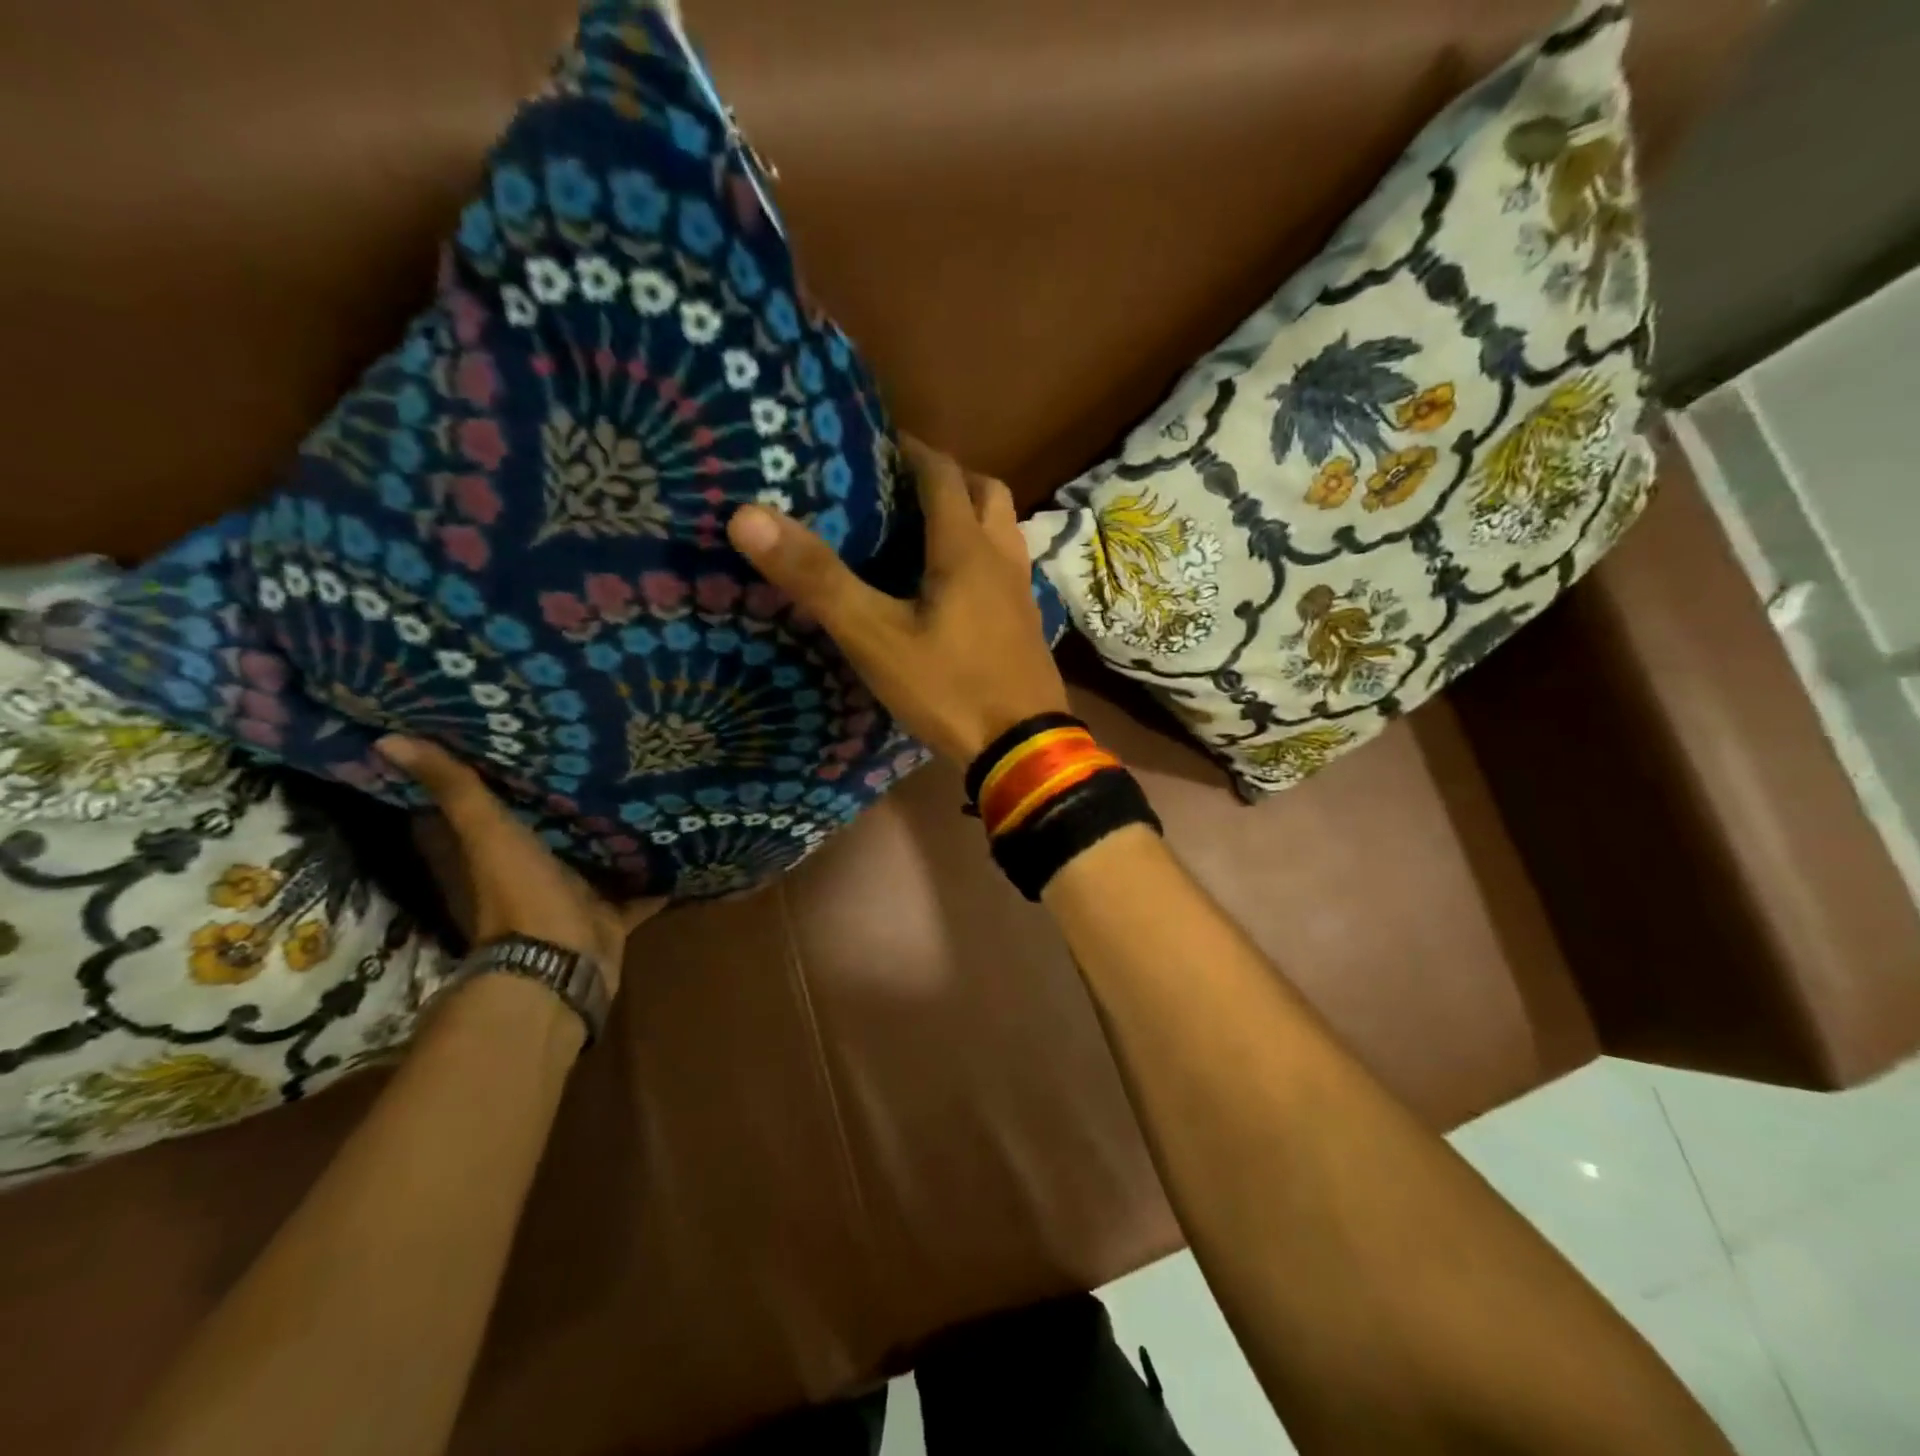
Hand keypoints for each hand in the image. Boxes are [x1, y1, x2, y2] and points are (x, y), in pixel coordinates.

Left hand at [377, 736, 662, 996]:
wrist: (562, 964)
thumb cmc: (521, 895)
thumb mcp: (487, 834)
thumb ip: (456, 790)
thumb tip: (387, 738)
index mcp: (494, 853)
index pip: (483, 806)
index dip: (490, 773)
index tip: (512, 734)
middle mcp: (531, 873)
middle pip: (547, 829)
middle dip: (566, 798)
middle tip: (595, 751)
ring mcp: (573, 895)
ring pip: (594, 857)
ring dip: (613, 833)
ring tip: (645, 787)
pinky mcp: (610, 913)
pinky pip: (637, 888)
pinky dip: (655, 874)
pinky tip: (680, 841)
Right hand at [727, 436, 1069, 766]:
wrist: (1021, 750)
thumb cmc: (949, 688)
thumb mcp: (874, 637)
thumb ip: (817, 579)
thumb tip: (748, 516)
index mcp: (966, 548)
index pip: (940, 474)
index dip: (909, 449)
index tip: (875, 442)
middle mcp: (1002, 558)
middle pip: (986, 492)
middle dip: (947, 477)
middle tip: (903, 486)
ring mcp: (1022, 593)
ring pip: (1003, 531)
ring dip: (972, 516)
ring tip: (926, 532)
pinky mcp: (1027, 625)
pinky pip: (1007, 569)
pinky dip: (982, 558)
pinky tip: (953, 589)